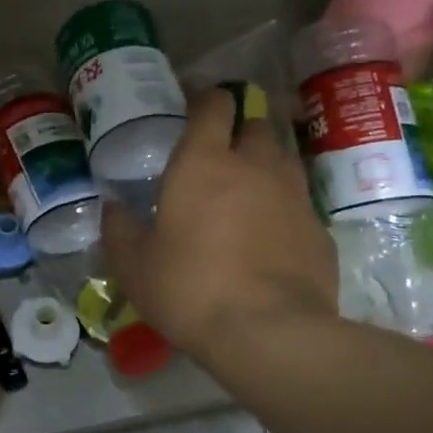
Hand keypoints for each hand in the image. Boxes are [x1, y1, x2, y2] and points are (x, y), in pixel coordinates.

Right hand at [103, 86, 336, 361]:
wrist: (269, 333)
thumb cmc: (189, 288)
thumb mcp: (134, 265)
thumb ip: (119, 229)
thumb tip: (112, 208)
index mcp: (203, 163)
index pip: (215, 105)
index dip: (207, 99)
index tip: (197, 107)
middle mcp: (254, 166)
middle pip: (255, 125)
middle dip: (239, 131)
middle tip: (219, 157)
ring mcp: (293, 196)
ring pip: (283, 159)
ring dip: (264, 165)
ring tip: (246, 192)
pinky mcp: (319, 229)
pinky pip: (299, 203)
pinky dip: (283, 208)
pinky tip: (269, 237)